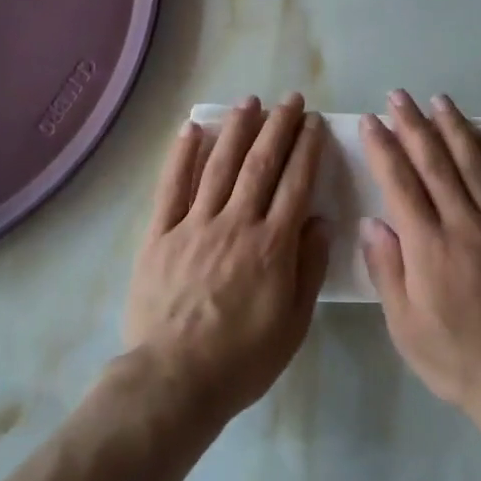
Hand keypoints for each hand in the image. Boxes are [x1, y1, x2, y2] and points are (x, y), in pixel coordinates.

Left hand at [124, 94, 329, 420]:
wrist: (174, 380)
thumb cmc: (242, 359)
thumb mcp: (293, 323)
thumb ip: (309, 267)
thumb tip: (320, 220)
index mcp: (272, 245)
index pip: (295, 183)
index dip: (307, 148)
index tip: (314, 122)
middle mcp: (236, 223)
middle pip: (261, 164)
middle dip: (278, 127)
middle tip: (290, 99)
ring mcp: (194, 225)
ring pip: (219, 165)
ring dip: (236, 129)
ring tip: (249, 101)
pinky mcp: (160, 234)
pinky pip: (171, 187)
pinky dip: (182, 155)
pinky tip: (192, 129)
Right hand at [360, 91, 480, 426]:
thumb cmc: (457, 359)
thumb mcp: (405, 327)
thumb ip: (387, 270)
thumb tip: (371, 222)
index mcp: (428, 246)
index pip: (400, 183)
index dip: (384, 148)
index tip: (371, 121)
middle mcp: (464, 224)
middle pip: (435, 163)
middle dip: (414, 125)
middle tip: (399, 96)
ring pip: (474, 164)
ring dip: (454, 128)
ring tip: (438, 101)